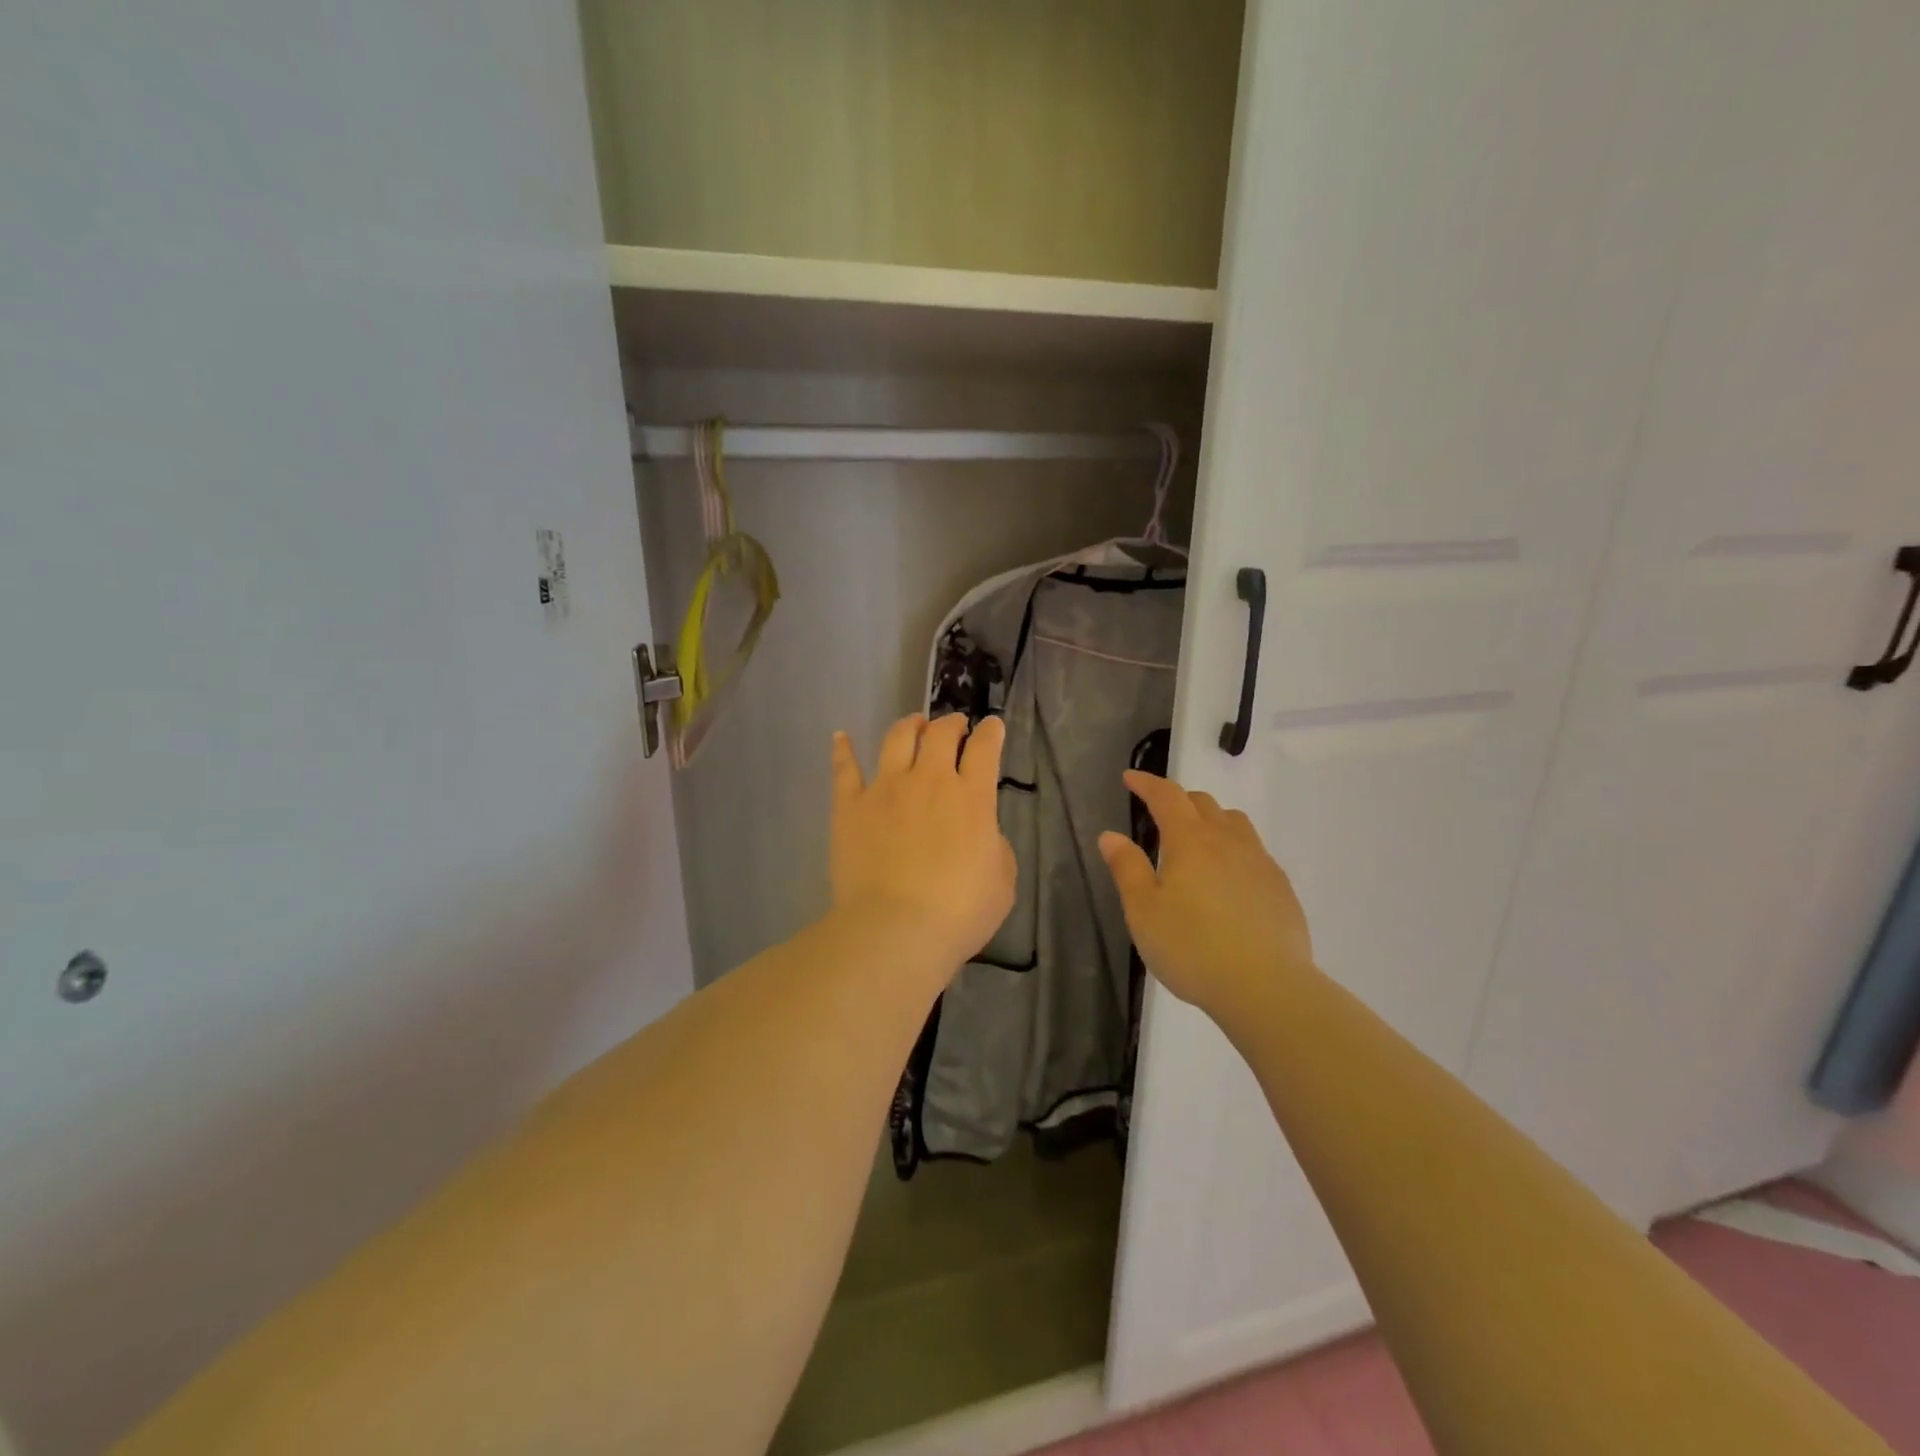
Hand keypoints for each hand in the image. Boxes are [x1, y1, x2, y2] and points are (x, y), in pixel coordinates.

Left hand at [829, 713, 1016, 973]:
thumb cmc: (958, 913)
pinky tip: (841, 737)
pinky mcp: (850, 806)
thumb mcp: (1001, 881)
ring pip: (897, 739)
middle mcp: (929, 781)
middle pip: (941, 734)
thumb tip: (981, 832)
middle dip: (952, 723)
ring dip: (910, 725)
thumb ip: (994, 846)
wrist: (895, 930)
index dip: (990, 731)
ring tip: (914, 724)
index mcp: (972, 798)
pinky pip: (845, 770)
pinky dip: (843, 750)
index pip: (985, 748)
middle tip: (955, 726)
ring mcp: (886, 789)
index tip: (992, 725)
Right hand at [1098, 772, 1313, 1021]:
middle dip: (1178, 800)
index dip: (1147, 783)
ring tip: (1197, 839)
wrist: (1266, 988)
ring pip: (1234, 823)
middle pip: (1203, 803)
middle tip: (1159, 814)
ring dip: (1211, 819)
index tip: (1130, 778)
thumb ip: (1127, 868)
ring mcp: (1260, 862)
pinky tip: (1229, 877)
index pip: (1167, 796)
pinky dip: (1234, 848)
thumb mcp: (1143, 911)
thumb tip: (1111, 835)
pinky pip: (1255, 851)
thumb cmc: (1192, 948)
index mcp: (1190, 841)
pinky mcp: (1280, 888)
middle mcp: (1228, 841)